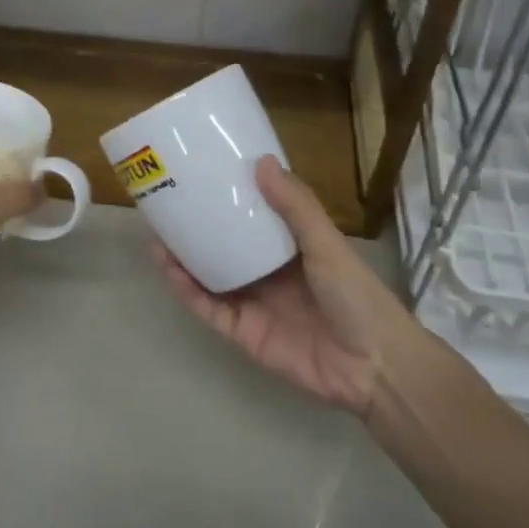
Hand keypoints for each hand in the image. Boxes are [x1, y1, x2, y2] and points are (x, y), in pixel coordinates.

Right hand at [152, 156, 406, 415]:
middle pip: (224, 247)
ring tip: (156, 234)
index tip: (203, 176)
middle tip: (167, 204)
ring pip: (209, 277)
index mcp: (289, 248)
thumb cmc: (355, 295)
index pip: (253, 217)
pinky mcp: (242, 333)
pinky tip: (169, 269)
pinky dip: (187, 291)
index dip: (229, 199)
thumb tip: (261, 161)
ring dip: (183, 259)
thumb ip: (296, 206)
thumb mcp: (326, 243)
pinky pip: (208, 309)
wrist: (372, 366)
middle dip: (197, 228)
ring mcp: (253, 304)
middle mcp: (267, 273)